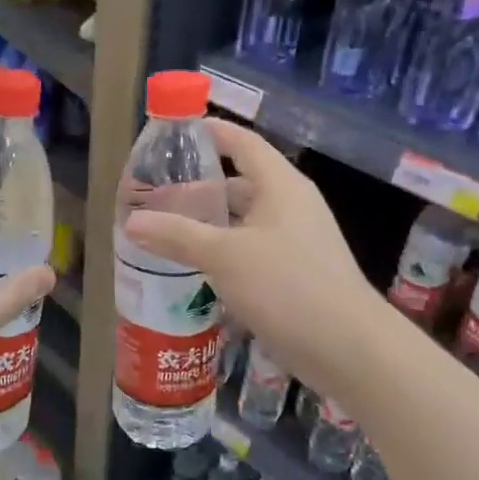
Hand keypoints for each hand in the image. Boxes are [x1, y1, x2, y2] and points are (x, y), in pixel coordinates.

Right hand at [122, 120, 372, 388]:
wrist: (347, 347)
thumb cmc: (286, 285)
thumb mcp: (224, 255)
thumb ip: (177, 235)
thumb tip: (131, 222)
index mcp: (281, 186)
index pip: (243, 143)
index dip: (212, 132)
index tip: (177, 132)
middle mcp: (291, 206)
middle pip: (241, 183)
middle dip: (200, 188)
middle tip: (158, 196)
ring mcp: (296, 241)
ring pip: (245, 221)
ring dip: (210, 224)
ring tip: (169, 231)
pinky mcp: (296, 274)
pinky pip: (252, 250)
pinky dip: (224, 252)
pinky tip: (197, 268)